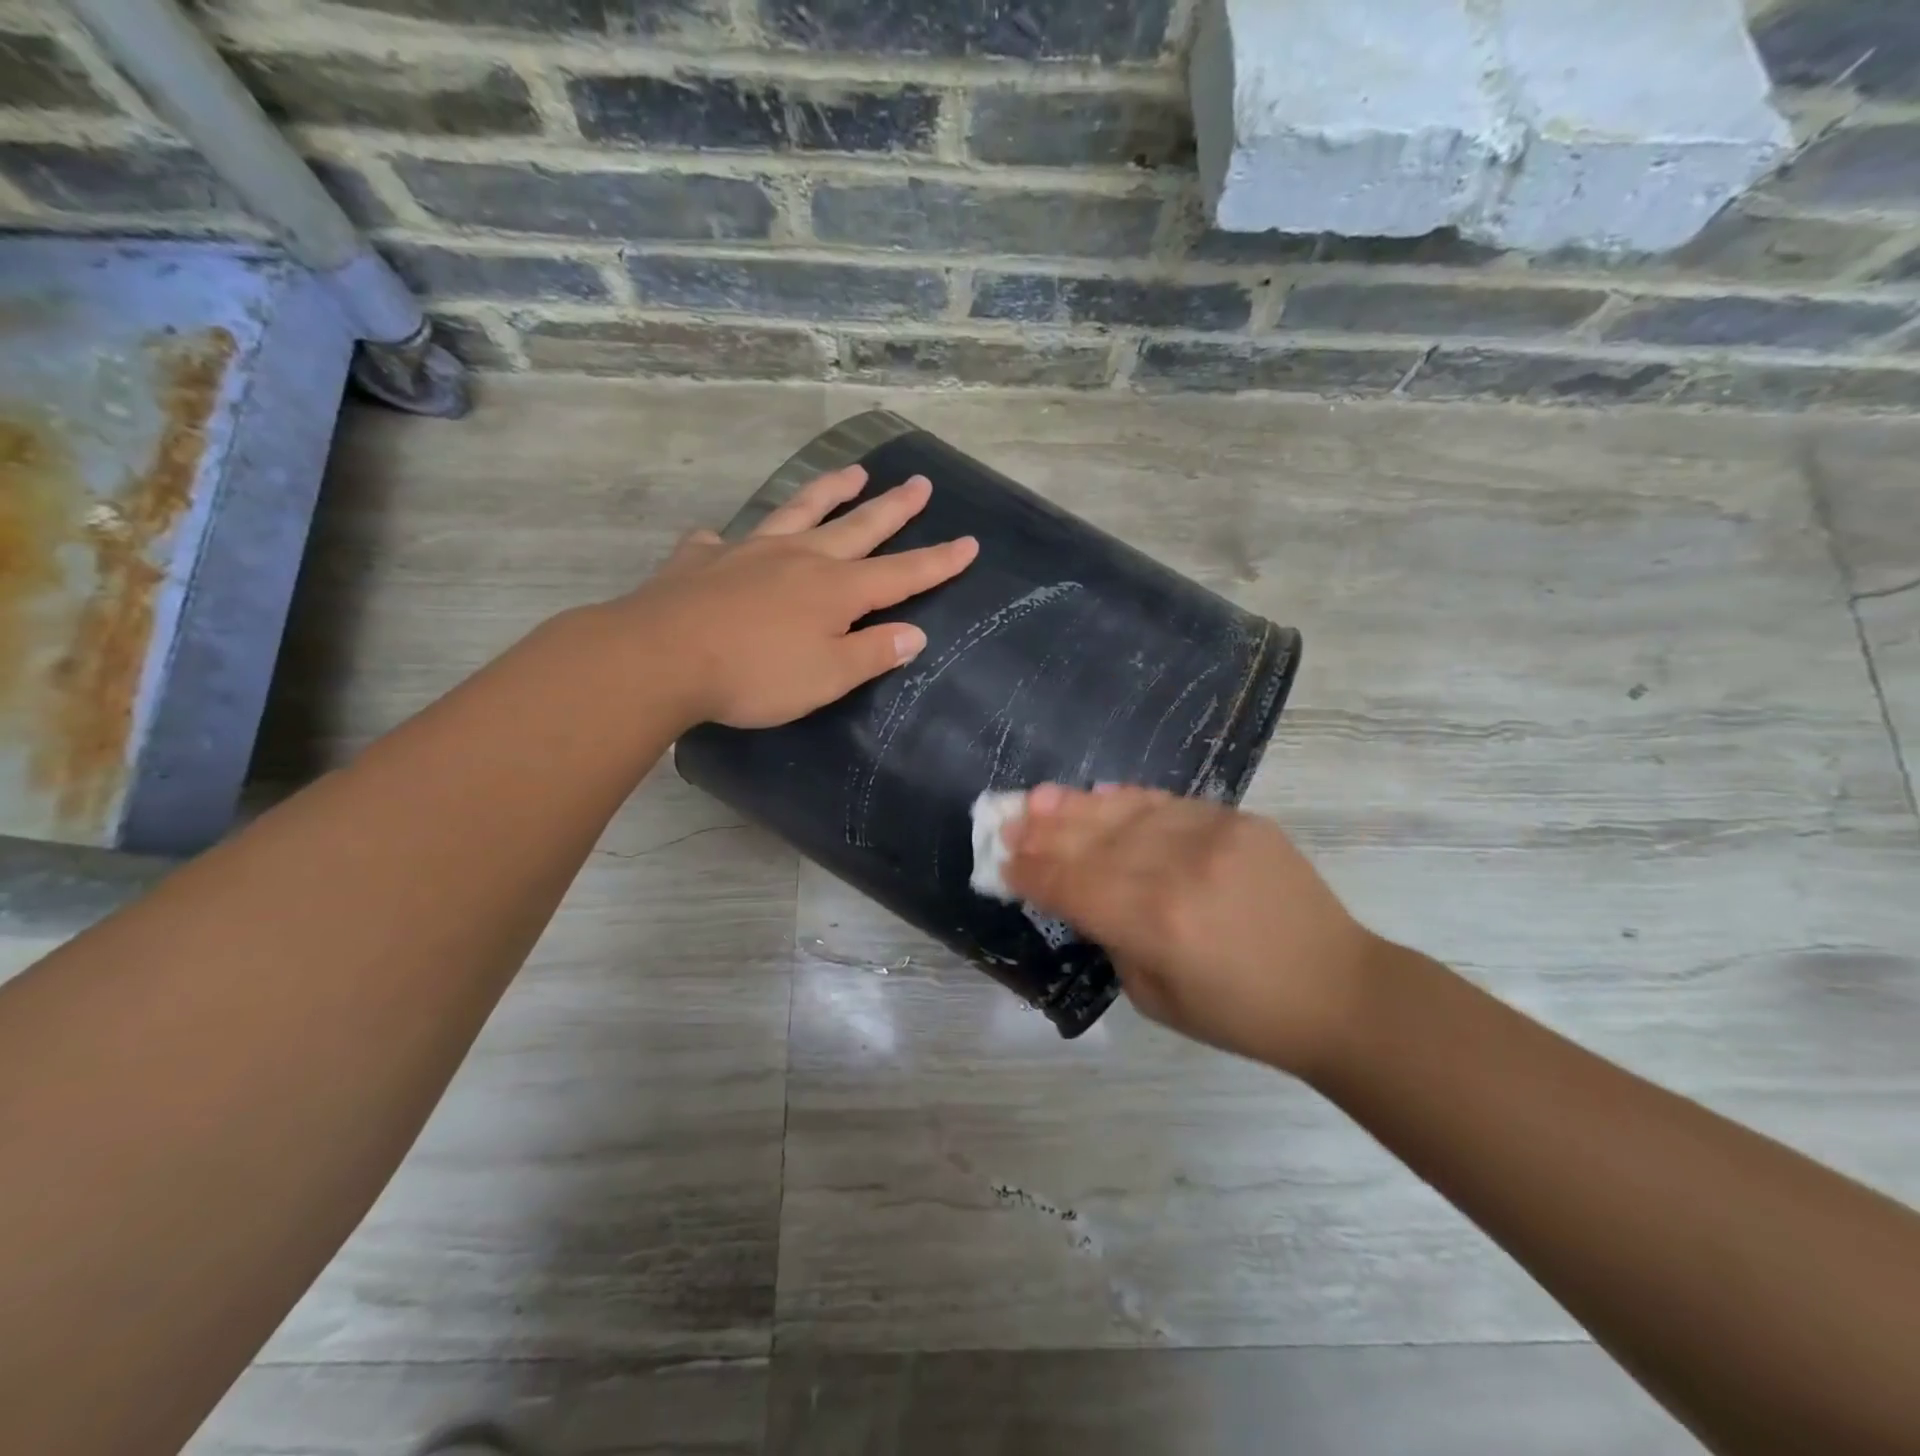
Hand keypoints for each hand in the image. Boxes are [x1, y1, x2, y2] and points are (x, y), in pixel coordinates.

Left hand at [613, 465, 977, 728]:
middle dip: (894, 508)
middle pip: (858, 527)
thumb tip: (914, 633)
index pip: (902, 573)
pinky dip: (729, 539)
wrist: (662, 657)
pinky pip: (721, 542)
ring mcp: (749, 552)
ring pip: (798, 512)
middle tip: (919, 483)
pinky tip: (723, 538)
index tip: (969, 542)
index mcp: (837, 590)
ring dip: (828, 492)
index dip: (938, 561)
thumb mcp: (828, 676)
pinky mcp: (703, 560)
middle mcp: (800, 559)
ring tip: (852, 472)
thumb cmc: (756, 675)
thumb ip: (873, 653)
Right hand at [1004, 785, 1380, 1075]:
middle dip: (1041, 833)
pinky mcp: (1238, 819)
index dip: (1031, 873)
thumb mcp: (1155, 998)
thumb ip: (1112, 940)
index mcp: (1156, 923)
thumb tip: (1083, 897)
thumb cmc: (1242, 1014)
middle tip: (1005, 821)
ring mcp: (1211, 835)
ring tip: (1038, 799)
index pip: (1073, 885)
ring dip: (1075, 807)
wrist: (1337, 989)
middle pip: (1091, 842)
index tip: (999, 862)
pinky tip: (1098, 795)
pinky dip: (1127, 800)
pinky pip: (1167, 803)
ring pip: (1125, 813)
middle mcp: (1177, 868)